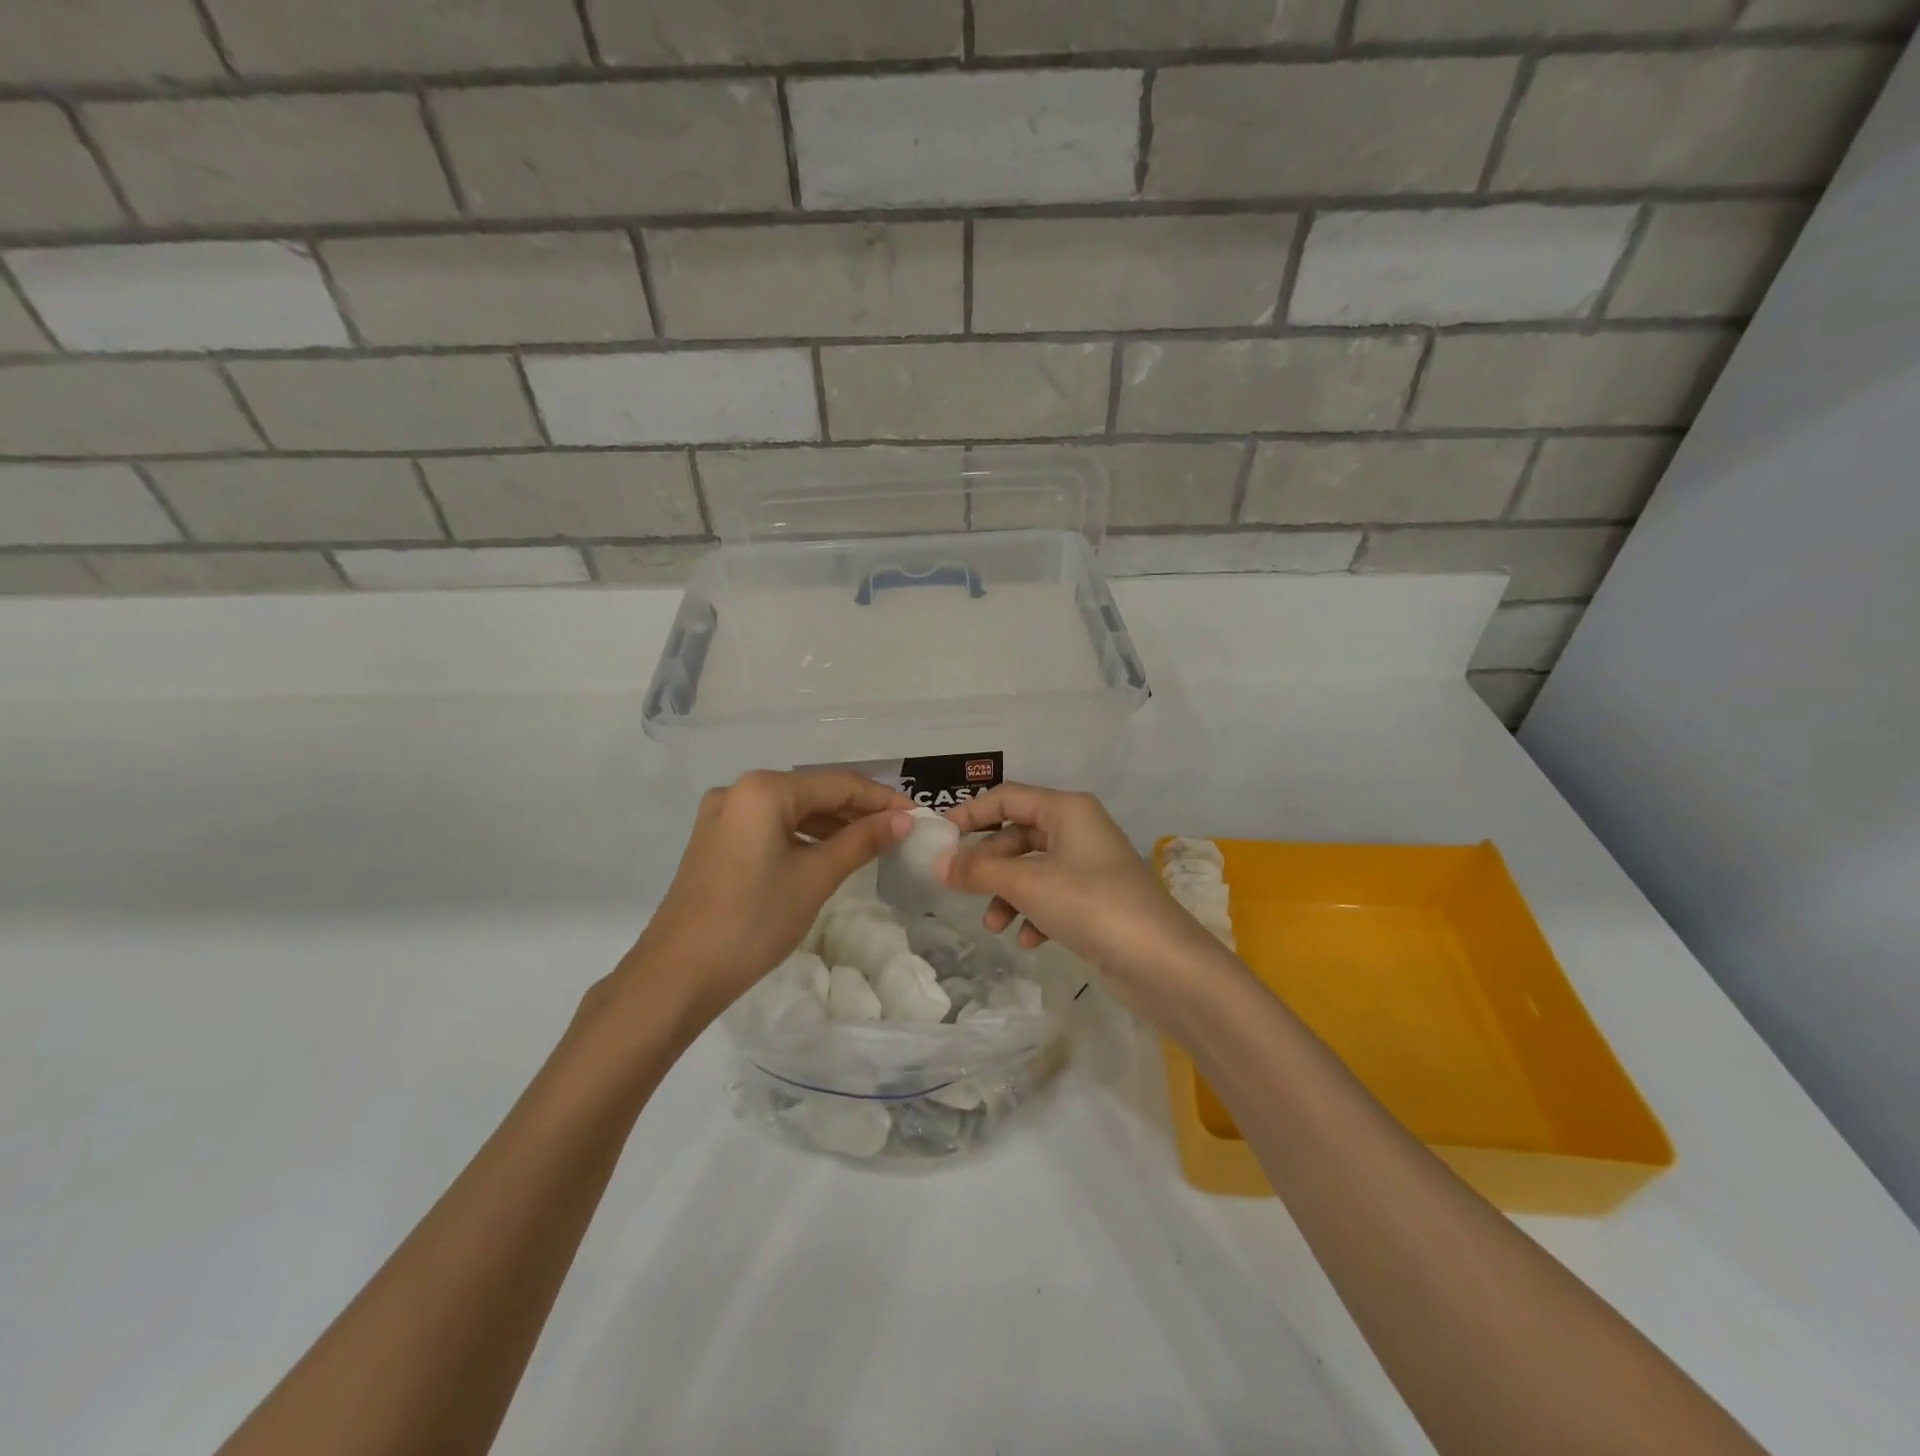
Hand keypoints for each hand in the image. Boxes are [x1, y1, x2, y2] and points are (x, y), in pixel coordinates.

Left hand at [622, 770, 911, 1021]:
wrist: (678, 974)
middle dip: (857, 810)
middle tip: (899, 831)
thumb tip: (904, 820)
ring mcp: (723, 815)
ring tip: (872, 843)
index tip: (917, 816)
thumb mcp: (816, 877)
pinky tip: (828, 853)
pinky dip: (803, 836)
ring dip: (832, 824)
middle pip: (814, 792)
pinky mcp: (716, 840)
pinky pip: (771, 827)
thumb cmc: (754, 920)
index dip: (881, 799)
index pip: (838, 784)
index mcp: (764, 789)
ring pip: (792, 810)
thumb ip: (862, 841)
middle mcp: (739, 790)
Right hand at [938, 784, 1231, 1017]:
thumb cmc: (1091, 905)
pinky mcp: (1096, 900)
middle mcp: (1079, 830)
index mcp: (1067, 809)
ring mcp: (1089, 866)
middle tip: (960, 888)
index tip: (939, 838)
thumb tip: (938, 864)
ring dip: (1007, 894)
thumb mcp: (1028, 883)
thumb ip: (979, 870)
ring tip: (995, 925)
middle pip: (1017, 835)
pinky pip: (1051, 896)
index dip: (971, 814)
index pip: (1008, 797)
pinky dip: (1034, 913)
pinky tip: (1029, 941)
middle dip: (988, 864)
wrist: (1162, 962)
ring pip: (1031, 870)